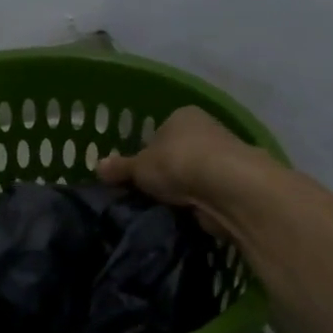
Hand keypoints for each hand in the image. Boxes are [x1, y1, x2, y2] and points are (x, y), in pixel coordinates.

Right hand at [97, 107, 265, 224]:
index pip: (159, 133)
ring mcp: (225, 156)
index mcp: (183, 115)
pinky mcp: (236, 184)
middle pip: (178, 154)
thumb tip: (97, 166)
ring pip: (194, 175)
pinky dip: (198, 204)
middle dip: (165, 175)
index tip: (136, 176)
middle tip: (146, 196)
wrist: (227, 187)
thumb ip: (120, 168)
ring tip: (162, 210)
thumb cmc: (178, 163)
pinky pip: (208, 194)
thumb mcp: (139, 167)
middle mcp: (207, 129)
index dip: (146, 154)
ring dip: (182, 192)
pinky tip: (185, 216)